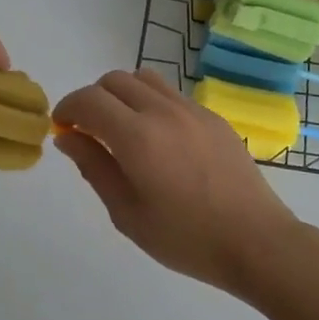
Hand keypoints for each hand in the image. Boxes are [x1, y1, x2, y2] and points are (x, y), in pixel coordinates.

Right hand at [52, 69, 301, 294]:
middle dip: (93, 99)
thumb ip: (94, 168)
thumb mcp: (127, 213)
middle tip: (90, 132)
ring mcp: (192, 110)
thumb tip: (68, 138)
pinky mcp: (213, 117)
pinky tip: (159, 139)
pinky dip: (152, 103)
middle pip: (114, 80)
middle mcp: (163, 111)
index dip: (67, 109)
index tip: (63, 129)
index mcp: (137, 137)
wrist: (255, 241)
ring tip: (123, 130)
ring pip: (145, 78)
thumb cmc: (185, 238)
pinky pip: (172, 94)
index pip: (89, 100)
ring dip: (123, 95)